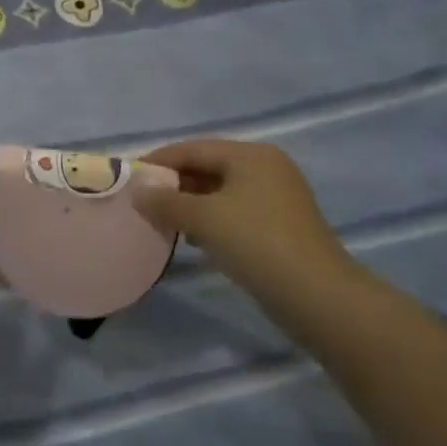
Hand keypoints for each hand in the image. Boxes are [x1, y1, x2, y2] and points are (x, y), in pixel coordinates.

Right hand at [133, 140, 363, 311]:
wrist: (317, 296)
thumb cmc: (255, 243)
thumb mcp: (202, 218)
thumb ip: (165, 201)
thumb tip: (138, 192)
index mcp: (250, 155)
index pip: (192, 148)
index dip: (158, 161)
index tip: (129, 178)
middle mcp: (266, 169)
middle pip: (207, 167)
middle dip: (173, 184)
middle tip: (142, 202)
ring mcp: (277, 198)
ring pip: (220, 193)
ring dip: (189, 205)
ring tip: (162, 222)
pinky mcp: (280, 226)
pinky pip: (234, 213)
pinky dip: (210, 221)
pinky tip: (194, 240)